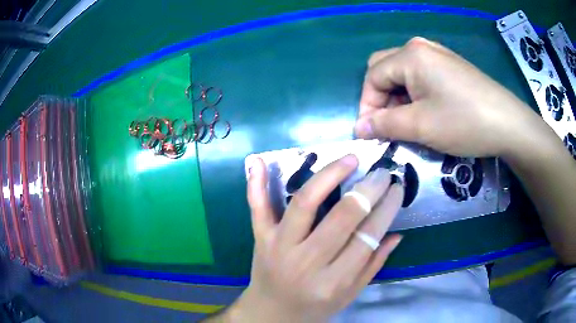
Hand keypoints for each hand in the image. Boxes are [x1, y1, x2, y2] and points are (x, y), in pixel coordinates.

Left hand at [227, 156, 403, 321]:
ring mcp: (279, 246)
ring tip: (349, 160)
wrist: (271, 313)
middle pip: (342, 216)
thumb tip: (397, 234)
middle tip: (381, 173)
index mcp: (332, 281)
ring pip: (305, 202)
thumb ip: (373, 265)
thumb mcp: (349, 295)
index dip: (386, 209)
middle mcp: (306, 261)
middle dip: (367, 190)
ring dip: (329, 175)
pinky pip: (257, 207)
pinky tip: (260, 161)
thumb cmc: (314, 307)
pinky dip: (257, 184)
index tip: (397, 188)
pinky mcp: (260, 237)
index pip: (367, 237)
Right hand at [355, 37, 552, 156]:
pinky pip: (421, 75)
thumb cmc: (464, 122)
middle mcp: (420, 47)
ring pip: (403, 73)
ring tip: (410, 123)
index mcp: (410, 55)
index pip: (373, 77)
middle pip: (385, 69)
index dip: (367, 106)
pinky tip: (427, 112)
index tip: (371, 134)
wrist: (508, 123)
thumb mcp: (420, 126)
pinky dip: (415, 94)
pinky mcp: (450, 66)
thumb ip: (384, 124)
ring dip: (399, 98)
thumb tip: (359, 128)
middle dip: (381, 99)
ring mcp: (437, 55)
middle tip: (389, 126)